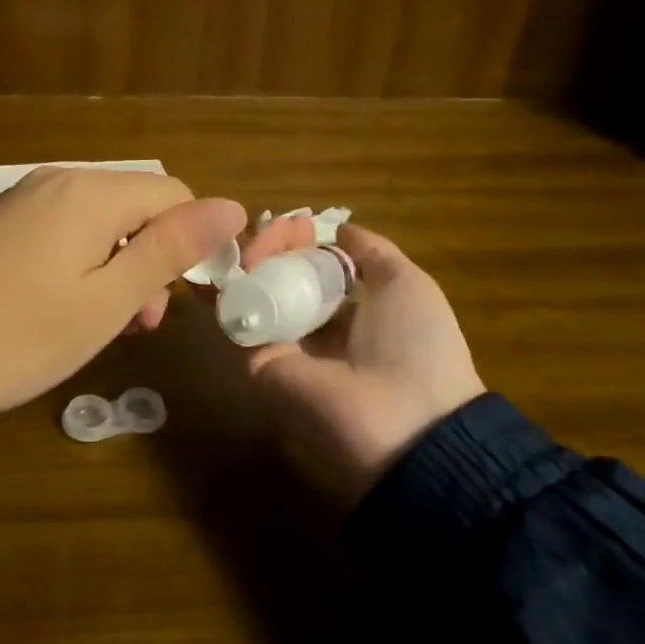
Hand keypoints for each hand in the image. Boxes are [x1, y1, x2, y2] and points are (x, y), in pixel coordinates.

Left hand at [0, 169, 246, 416]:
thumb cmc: (24, 335)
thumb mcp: (109, 299)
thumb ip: (170, 248)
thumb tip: (231, 206)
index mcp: (90, 192)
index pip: (172, 194)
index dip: (193, 241)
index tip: (183, 297)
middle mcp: (54, 179)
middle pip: (132, 204)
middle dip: (149, 255)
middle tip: (138, 321)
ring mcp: (17, 196)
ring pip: (94, 217)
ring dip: (114, 260)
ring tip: (101, 319)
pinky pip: (55, 225)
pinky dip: (75, 256)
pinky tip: (55, 302)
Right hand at [240, 217, 484, 502]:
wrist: (405, 420)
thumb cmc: (416, 345)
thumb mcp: (408, 286)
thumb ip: (373, 253)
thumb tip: (339, 229)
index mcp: (348, 316)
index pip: (309, 271)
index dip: (301, 243)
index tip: (298, 223)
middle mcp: (310, 331)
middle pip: (277, 277)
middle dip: (273, 245)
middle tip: (276, 226)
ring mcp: (281, 346)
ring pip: (253, 290)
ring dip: (251, 258)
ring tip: (258, 239)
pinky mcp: (255, 360)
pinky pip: (237, 314)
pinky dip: (228, 284)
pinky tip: (235, 257)